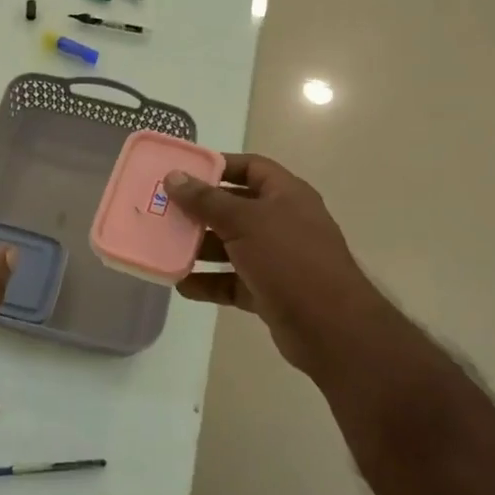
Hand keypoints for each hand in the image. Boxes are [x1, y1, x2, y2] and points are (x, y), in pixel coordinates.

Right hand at [166, 154, 388, 385]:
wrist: (330, 328)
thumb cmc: (289, 259)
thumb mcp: (244, 222)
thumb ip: (206, 200)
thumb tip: (174, 176)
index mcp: (286, 195)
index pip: (250, 167)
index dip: (218, 166)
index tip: (182, 172)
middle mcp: (283, 222)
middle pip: (235, 207)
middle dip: (200, 210)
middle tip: (163, 210)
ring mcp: (277, 259)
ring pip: (231, 246)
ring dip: (200, 248)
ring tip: (164, 246)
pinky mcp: (269, 291)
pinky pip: (232, 281)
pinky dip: (209, 282)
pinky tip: (181, 285)